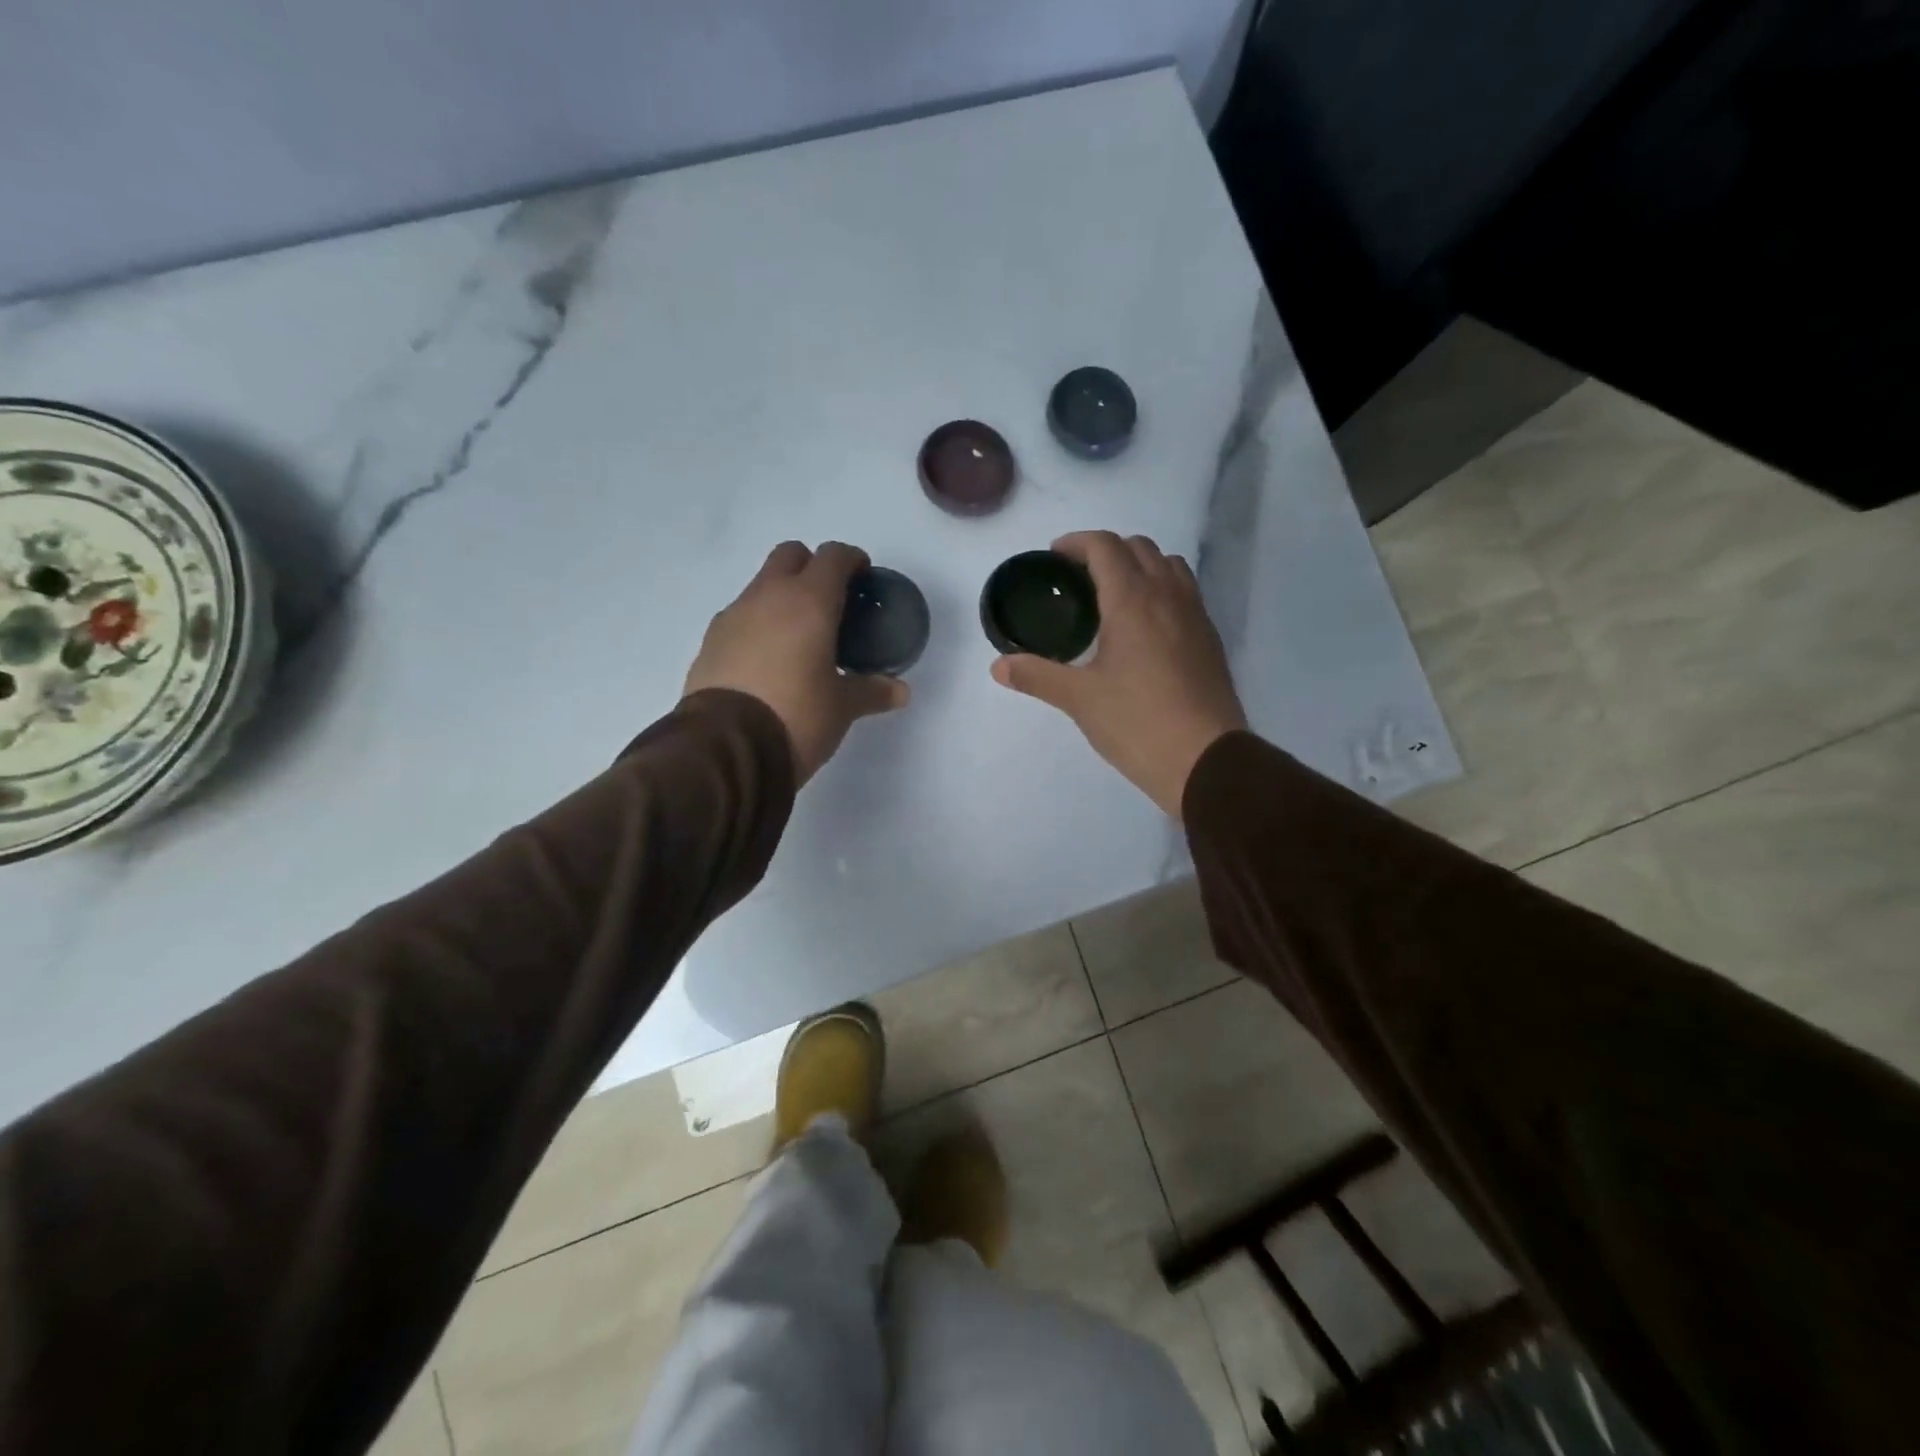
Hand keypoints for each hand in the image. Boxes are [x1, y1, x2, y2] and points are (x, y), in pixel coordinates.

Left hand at [684, 541, 908, 783]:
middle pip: (790, 555)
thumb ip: (872, 691)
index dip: (852, 561)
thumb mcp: (842, 707)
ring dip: (782, 597)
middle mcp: (767, 596)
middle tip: (830, 603)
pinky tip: (768, 661)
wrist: (725, 747)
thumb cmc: (797, 715)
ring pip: (761, 585)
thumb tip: (901, 692)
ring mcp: (733, 616)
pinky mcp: (710, 641)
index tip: (863, 578)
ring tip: (799, 638)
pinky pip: (740, 617)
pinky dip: (758, 625)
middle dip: (812, 567)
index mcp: (809, 601)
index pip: (833, 557)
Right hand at [991, 531, 1245, 817]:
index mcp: (1132, 600)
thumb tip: (998, 666)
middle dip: (1106, 551)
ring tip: (1113, 596)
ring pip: (1168, 565)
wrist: (1206, 760)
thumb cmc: (1137, 722)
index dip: (1076, 543)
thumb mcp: (1080, 699)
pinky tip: (1144, 628)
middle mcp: (1168, 595)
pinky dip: (1161, 589)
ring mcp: (1195, 615)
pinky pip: (1184, 592)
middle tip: (1078, 578)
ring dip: (1139, 565)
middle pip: (1139, 547)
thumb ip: (1037, 676)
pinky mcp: (1210, 638)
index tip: (1054, 557)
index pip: (1105, 546)